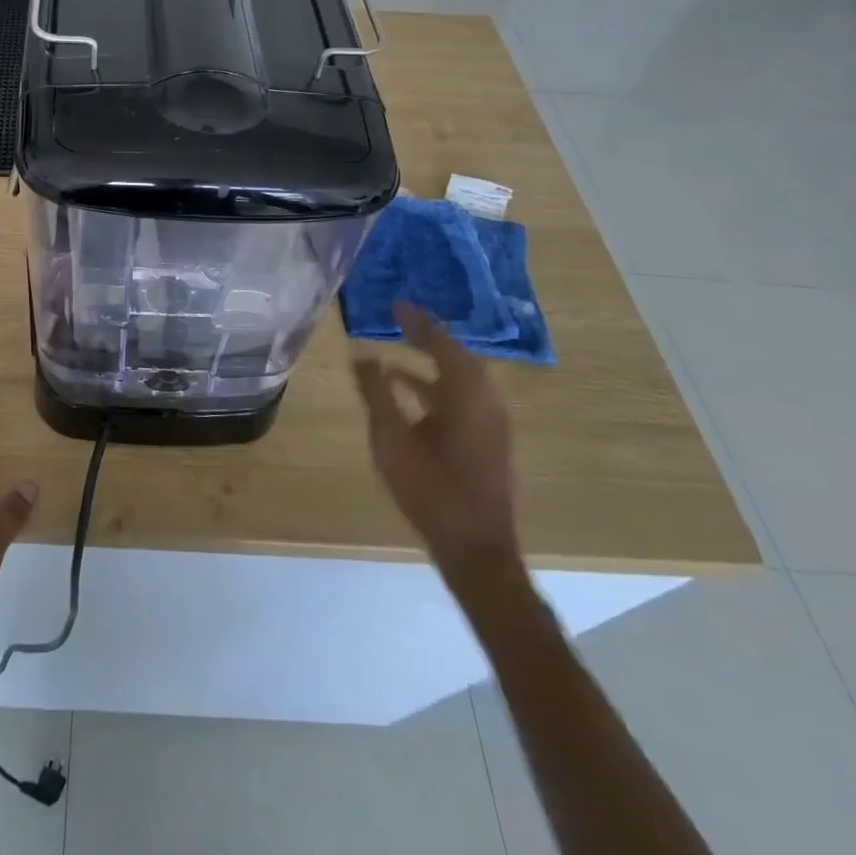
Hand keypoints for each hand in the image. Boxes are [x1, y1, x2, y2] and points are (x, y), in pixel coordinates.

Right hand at [354, 302, 520, 582]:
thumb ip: (377, 393)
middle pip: (458, 357)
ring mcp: (492, 424)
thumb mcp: (392, 439)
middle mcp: (486, 402)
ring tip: (398, 354)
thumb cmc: (431, 490)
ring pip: (462, 379)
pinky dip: (438, 387)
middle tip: (400, 322)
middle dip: (428, 337)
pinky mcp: (489, 442)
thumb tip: (363, 356)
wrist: (476, 550)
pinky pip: (464, 398)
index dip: (418, 322)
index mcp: (467, 395)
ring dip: (432, 363)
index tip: (396, 305)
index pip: (442, 343)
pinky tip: (411, 396)